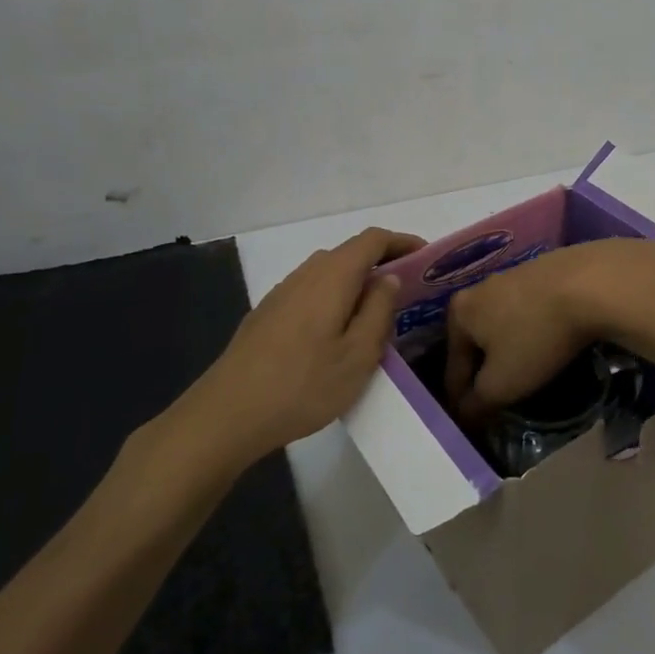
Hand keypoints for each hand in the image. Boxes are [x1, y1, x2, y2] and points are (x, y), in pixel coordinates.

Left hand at [162, 227, 423, 469]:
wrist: (227, 414)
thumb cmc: (303, 385)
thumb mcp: (358, 355)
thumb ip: (379, 311)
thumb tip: (389, 279)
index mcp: (333, 276)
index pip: (373, 240)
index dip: (402, 242)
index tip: (427, 257)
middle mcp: (306, 273)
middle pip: (350, 253)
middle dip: (382, 262)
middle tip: (409, 289)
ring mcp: (282, 292)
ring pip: (329, 273)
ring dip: (357, 282)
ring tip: (377, 312)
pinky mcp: (267, 313)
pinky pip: (311, 291)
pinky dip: (335, 297)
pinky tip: (337, 331)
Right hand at [446, 238, 654, 417]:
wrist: (590, 283)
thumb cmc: (536, 336)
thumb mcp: (502, 383)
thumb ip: (477, 403)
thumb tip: (464, 414)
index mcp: (458, 313)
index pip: (453, 370)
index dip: (461, 402)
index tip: (471, 424)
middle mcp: (479, 288)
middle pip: (476, 343)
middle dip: (485, 371)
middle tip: (498, 398)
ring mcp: (512, 275)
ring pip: (503, 324)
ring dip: (509, 348)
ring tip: (526, 371)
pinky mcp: (542, 271)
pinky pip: (529, 311)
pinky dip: (532, 329)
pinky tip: (547, 340)